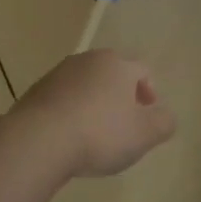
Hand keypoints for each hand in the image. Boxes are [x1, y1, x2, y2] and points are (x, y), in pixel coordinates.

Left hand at [12, 49, 176, 177]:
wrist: (39, 141)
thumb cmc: (101, 134)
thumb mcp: (145, 134)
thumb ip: (163, 123)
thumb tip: (165, 116)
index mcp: (117, 65)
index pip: (142, 70)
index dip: (150, 91)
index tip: (148, 113)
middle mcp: (87, 61)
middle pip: (111, 74)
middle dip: (121, 95)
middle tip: (124, 122)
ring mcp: (57, 74)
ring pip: (85, 85)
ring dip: (94, 102)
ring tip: (95, 132)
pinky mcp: (35, 92)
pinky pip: (62, 99)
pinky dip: (70, 112)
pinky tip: (69, 136)